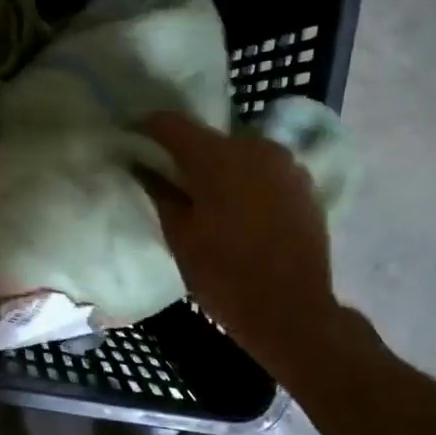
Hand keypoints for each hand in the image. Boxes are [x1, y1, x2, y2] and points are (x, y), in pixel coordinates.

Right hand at [138, 111, 339, 369]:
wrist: (292, 311)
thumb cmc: (224, 275)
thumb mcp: (179, 236)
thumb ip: (159, 192)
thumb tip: (142, 166)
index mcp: (216, 157)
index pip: (170, 123)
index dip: (147, 128)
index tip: (131, 140)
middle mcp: (254, 147)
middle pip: (208, 137)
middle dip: (185, 153)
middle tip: (167, 178)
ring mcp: (285, 163)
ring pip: (239, 152)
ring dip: (219, 167)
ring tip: (205, 196)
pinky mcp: (304, 183)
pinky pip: (264, 170)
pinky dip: (246, 180)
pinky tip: (238, 208)